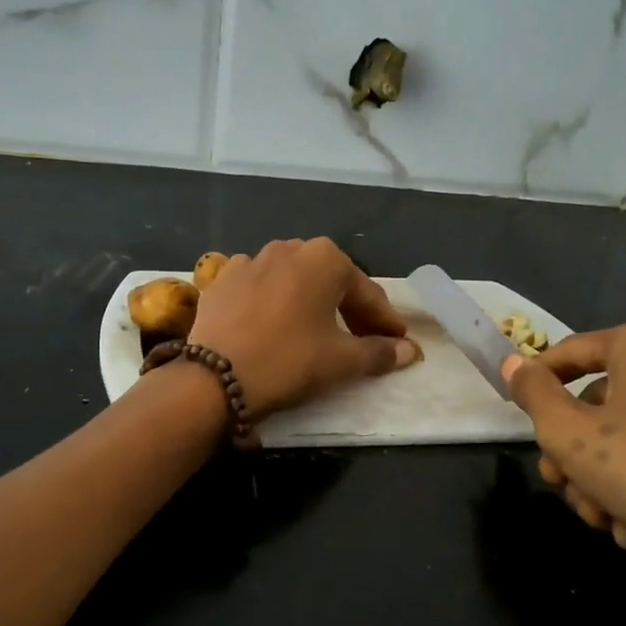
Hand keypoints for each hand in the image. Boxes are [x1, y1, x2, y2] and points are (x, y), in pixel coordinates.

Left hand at [190, 238, 420, 418]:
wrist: (215, 376)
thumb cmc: (290, 361)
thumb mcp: (342, 361)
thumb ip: (380, 352)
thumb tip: (409, 351)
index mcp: (325, 258)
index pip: (367, 293)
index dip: (385, 321)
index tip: (398, 342)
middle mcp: (289, 248)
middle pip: (330, 281)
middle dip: (350, 309)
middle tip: (363, 339)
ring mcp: (250, 260)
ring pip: (293, 280)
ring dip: (310, 301)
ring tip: (317, 330)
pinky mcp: (221, 280)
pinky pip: (259, 287)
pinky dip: (273, 302)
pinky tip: (273, 322)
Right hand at [504, 320, 625, 602]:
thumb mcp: (568, 434)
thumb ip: (533, 393)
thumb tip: (514, 361)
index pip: (569, 353)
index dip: (535, 385)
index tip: (518, 420)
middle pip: (599, 399)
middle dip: (571, 449)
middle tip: (558, 485)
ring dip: (601, 474)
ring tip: (596, 519)